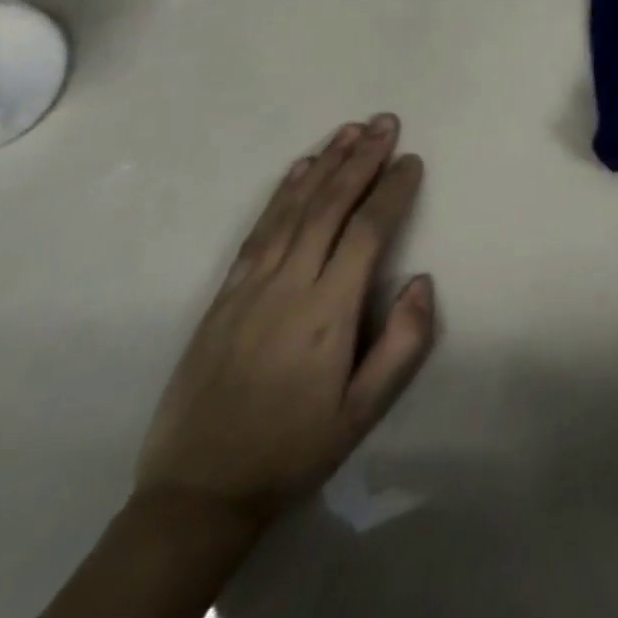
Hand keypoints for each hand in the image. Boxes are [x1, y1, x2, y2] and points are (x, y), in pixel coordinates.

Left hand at [134, 115, 436, 526]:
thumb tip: (421, 280)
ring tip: (351, 130)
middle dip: (361, 159)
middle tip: (386, 122)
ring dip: (325, 163)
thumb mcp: (363, 412)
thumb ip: (403, 344)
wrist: (196, 494)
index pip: (367, 231)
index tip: (412, 160)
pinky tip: (300, 168)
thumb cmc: (293, 449)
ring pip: (294, 208)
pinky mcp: (224, 294)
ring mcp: (251, 286)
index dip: (392, 190)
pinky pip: (259, 229)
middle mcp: (289, 285)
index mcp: (327, 312)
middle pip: (330, 205)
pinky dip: (283, 192)